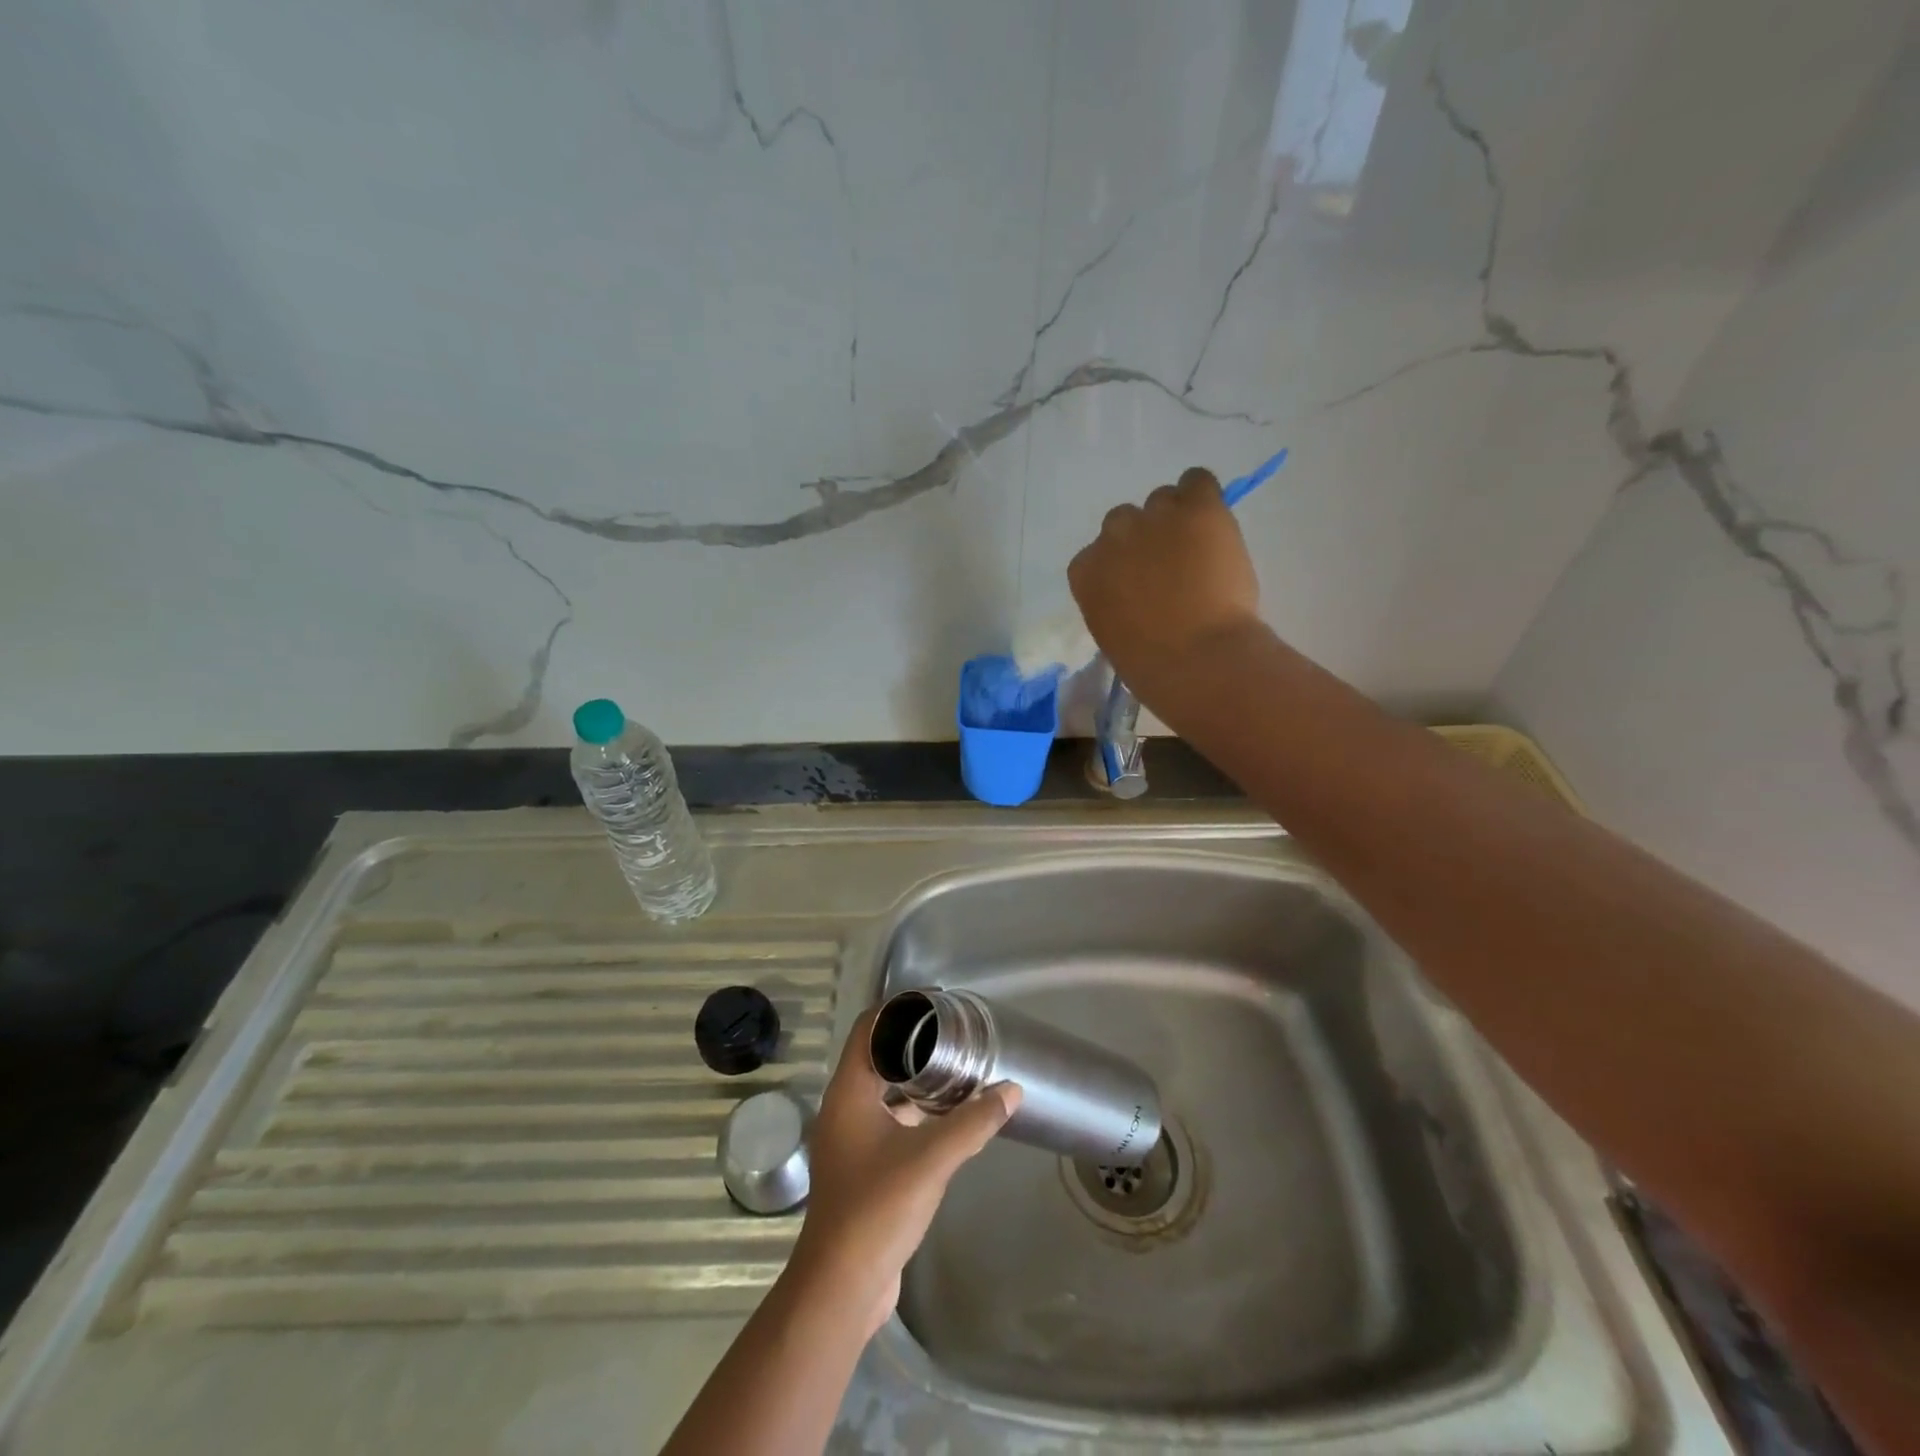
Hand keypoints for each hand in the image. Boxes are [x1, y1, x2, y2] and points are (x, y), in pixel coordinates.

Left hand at [788, 1010, 1019, 1335]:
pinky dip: (915, 1112)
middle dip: (914, 1043)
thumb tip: (1012, 1090)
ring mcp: (850, 1139)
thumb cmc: (878, 1208)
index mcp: (848, 1092)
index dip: (897, 1009)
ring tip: (957, 1068)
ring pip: (884, 1092)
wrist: (842, 1287)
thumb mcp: (932, 1159)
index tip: (935, 1001)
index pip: (868, 1028)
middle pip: (877, 1057)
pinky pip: (889, 1122)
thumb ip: (973, 1122)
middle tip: (955, 1034)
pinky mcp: (862, 1167)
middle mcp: (844, 1108)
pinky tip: (947, 1117)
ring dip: (916, 1080)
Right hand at [1067, 467, 1263, 696]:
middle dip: (1145, 539)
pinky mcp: (1198, 508)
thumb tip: (1134, 592)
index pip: (1096, 554)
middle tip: (1170, 567)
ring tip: (1199, 548)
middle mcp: (1114, 536)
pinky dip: (1203, 496)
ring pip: (1163, 500)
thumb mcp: (1112, 632)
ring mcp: (1156, 517)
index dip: (1121, 565)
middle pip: (1124, 521)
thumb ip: (1113, 601)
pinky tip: (1213, 520)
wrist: (1197, 659)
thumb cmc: (1150, 665)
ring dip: (1176, 518)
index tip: (1139, 584)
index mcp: (1086, 571)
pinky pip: (1198, 481)